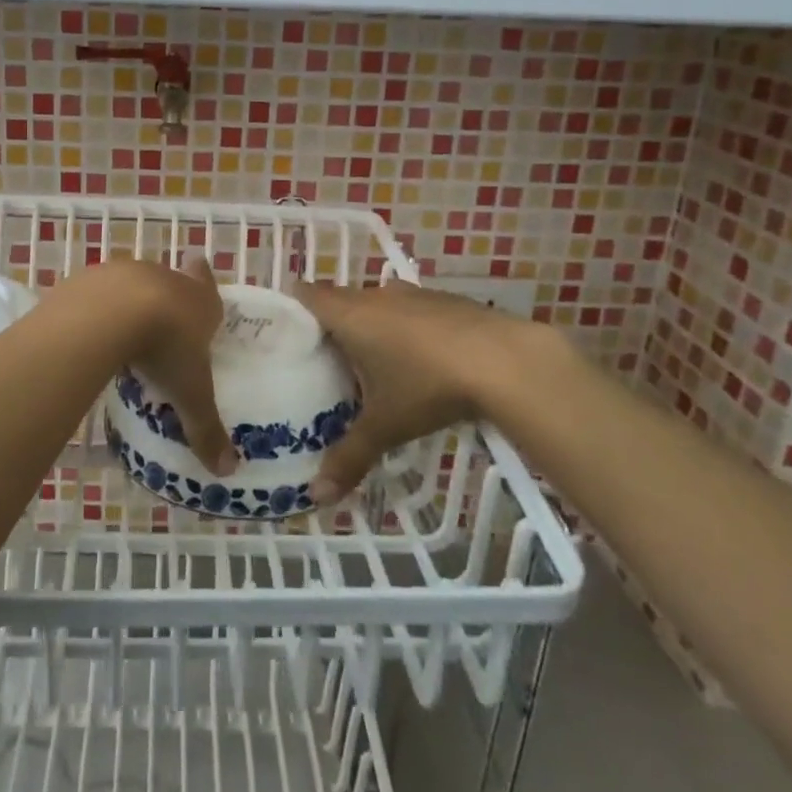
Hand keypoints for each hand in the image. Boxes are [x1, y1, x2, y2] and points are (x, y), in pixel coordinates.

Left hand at [91, 251, 237, 475]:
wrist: (111, 312)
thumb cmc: (165, 348)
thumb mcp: (190, 394)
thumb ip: (205, 429)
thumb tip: (227, 471)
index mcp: (200, 301)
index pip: (208, 285)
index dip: (205, 282)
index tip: (199, 270)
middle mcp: (167, 279)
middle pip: (172, 283)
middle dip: (168, 299)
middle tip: (162, 323)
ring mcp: (127, 273)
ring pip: (134, 284)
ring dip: (131, 302)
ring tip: (123, 332)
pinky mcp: (93, 277)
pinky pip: (98, 292)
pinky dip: (96, 307)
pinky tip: (89, 330)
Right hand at [292, 278, 552, 504]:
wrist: (506, 361)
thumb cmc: (428, 385)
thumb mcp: (385, 426)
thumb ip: (349, 457)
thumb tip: (316, 496)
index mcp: (350, 315)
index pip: (306, 294)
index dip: (292, 308)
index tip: (285, 333)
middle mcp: (376, 296)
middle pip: (340, 299)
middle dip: (330, 323)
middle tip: (323, 359)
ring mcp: (414, 294)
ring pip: (378, 303)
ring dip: (371, 324)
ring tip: (370, 361)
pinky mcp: (447, 300)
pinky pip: (411, 309)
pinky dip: (406, 327)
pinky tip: (420, 359)